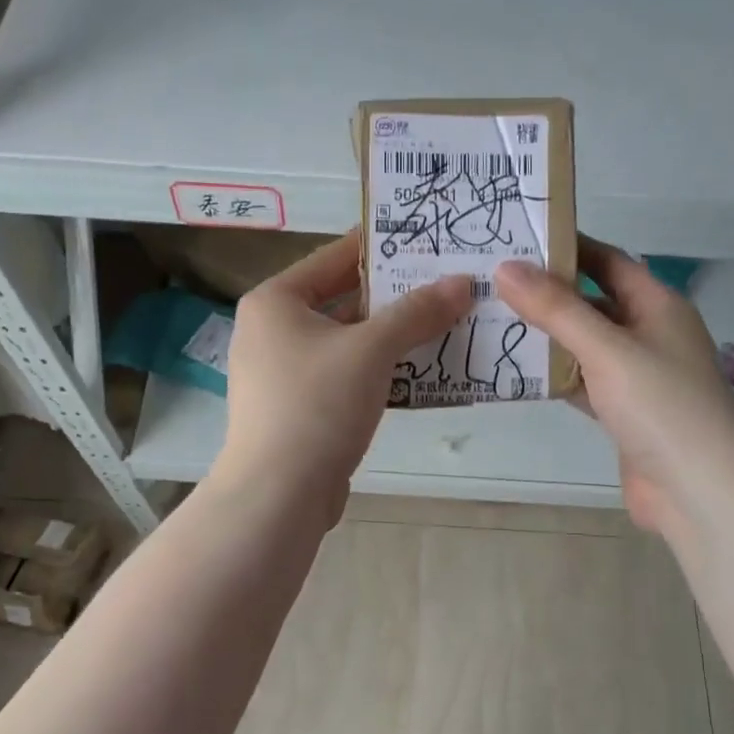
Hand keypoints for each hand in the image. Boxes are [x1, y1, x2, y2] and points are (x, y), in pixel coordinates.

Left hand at [217, 230, 471, 522]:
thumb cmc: (317, 405)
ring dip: (391, 337)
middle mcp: (271, 331)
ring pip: (346, 343)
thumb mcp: (371, 350)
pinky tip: (419, 373)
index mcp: (275, 302)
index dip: (380, 246)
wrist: (278, 494)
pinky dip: (377, 372)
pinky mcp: (297, 409)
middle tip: (446, 285)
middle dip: (394, 297)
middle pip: (342, 301)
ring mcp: (282, 373)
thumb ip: (417, 312)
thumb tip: (462, 282)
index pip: (334, 258)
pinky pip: (344, 377)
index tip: (425, 239)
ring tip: (444, 324)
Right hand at [496, 238, 733, 536]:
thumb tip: (506, 267)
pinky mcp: (623, 412)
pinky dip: (555, 376)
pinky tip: (516, 371)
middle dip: (548, 293)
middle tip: (492, 282)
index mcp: (658, 305)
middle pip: (593, 302)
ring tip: (493, 320)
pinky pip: (582, 382)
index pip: (608, 261)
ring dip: (547, 336)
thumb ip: (556, 309)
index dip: (568, 247)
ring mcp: (637, 376)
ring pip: (584, 345)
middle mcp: (649, 334)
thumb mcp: (606, 348)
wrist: (699, 490)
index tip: (518, 238)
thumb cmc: (661, 405)